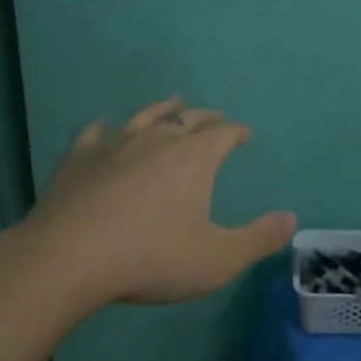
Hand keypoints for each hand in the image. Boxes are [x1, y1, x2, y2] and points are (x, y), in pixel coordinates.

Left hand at [12, 97, 294, 309]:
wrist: (69, 258)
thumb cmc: (151, 258)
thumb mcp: (217, 259)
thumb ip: (258, 238)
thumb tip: (291, 218)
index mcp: (194, 158)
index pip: (223, 133)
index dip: (237, 131)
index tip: (245, 133)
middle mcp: (157, 140)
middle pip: (188, 119)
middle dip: (206, 117)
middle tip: (215, 117)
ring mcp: (115, 145)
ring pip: (145, 116)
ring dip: (163, 109)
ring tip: (173, 101)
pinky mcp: (79, 158)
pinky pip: (95, 134)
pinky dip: (104, 127)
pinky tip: (103, 126)